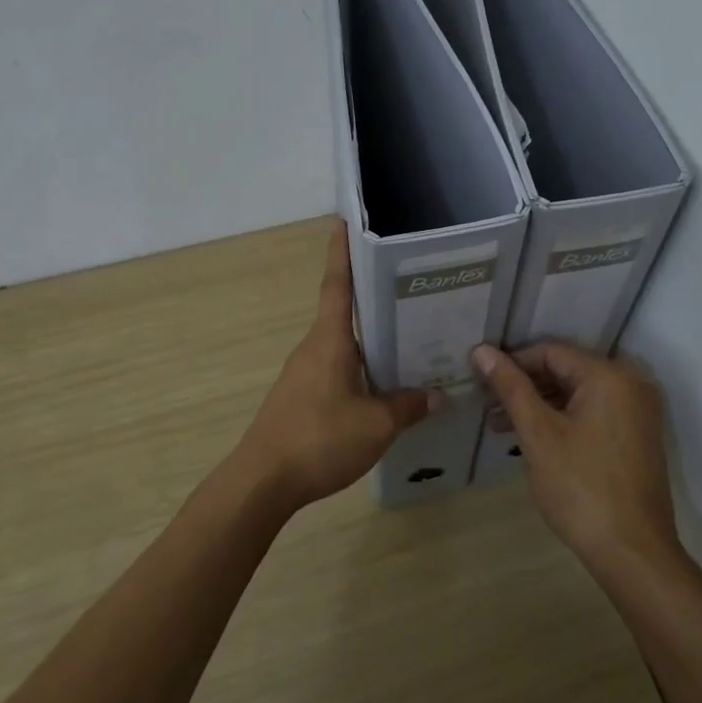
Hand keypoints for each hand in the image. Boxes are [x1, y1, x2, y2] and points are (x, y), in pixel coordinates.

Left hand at [235, 221, 439, 509]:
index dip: (341, 252)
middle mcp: (314, 348)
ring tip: (409, 341)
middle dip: (373, 300)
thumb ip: (408, 406)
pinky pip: (337, 370)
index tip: (343, 221)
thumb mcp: (376, 425)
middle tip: (412, 291)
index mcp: (329, 340)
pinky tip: (383, 387)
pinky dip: (360, 369)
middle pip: (345, 314)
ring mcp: (304, 373)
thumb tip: (438, 394)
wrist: (263, 481)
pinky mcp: (301, 398)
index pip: (337, 285)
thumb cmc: (319, 439)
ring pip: (343, 346)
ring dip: (370, 341)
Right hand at [471, 341, 678, 571]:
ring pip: (578, 393)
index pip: (551, 351)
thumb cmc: (580, 488)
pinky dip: (562, 419)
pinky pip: (593, 412)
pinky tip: (533, 438)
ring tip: (500, 426)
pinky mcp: (636, 436)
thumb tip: (482, 350)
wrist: (633, 553)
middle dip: (524, 386)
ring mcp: (637, 412)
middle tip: (486, 406)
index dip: (512, 363)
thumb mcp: (538, 434)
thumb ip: (510, 388)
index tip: (480, 380)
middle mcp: (630, 384)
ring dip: (540, 405)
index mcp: (609, 376)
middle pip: (565, 370)